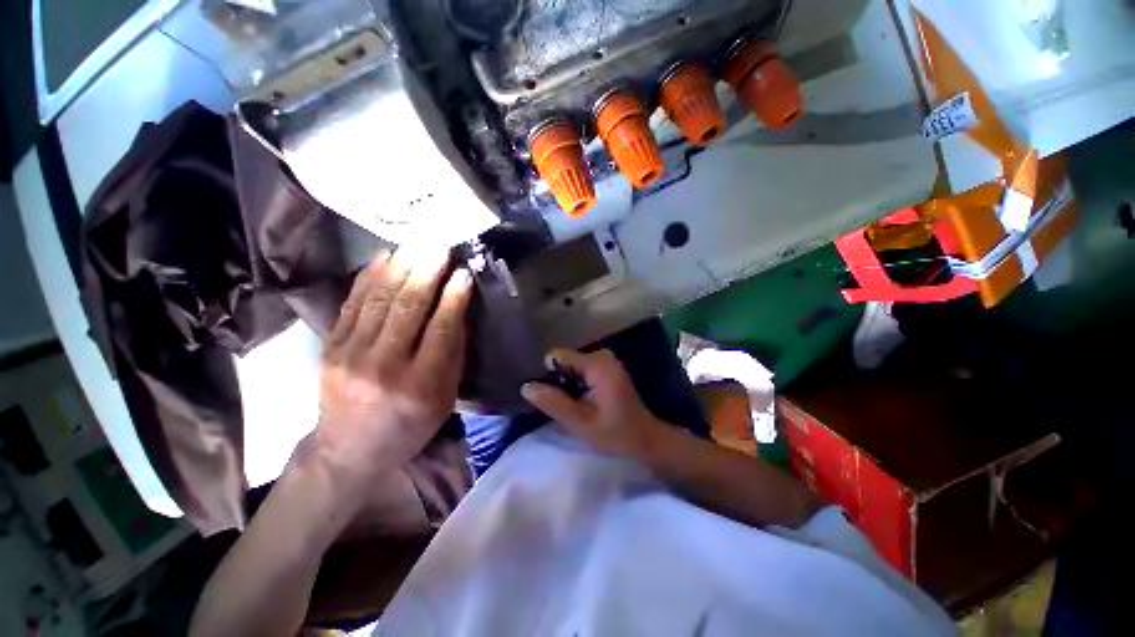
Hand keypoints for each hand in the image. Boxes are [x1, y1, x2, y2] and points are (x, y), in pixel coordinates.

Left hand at [311, 248, 472, 487]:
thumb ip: (453, 355)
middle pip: (407, 308)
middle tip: (441, 244)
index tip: (464, 271)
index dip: (454, 297)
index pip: (441, 329)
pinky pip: (351, 304)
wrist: (348, 450)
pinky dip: (369, 277)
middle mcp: (383, 366)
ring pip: (378, 300)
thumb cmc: (409, 427)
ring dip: (401, 267)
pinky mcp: (329, 347)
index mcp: (420, 384)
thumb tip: (459, 311)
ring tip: (417, 243)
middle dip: (427, 271)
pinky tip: (385, 257)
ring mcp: (349, 354)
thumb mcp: (444, 399)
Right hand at [521, 349, 667, 458]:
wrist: (645, 439)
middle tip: (561, 404)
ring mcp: (606, 360)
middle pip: (565, 360)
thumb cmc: (615, 434)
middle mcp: (602, 355)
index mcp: (598, 365)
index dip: (548, 375)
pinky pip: (581, 368)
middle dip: (558, 380)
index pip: (558, 356)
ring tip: (570, 404)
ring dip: (566, 383)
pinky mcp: (607, 367)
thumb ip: (554, 403)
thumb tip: (526, 386)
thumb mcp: (580, 423)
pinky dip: (575, 382)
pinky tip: (579, 400)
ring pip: (571, 365)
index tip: (549, 396)